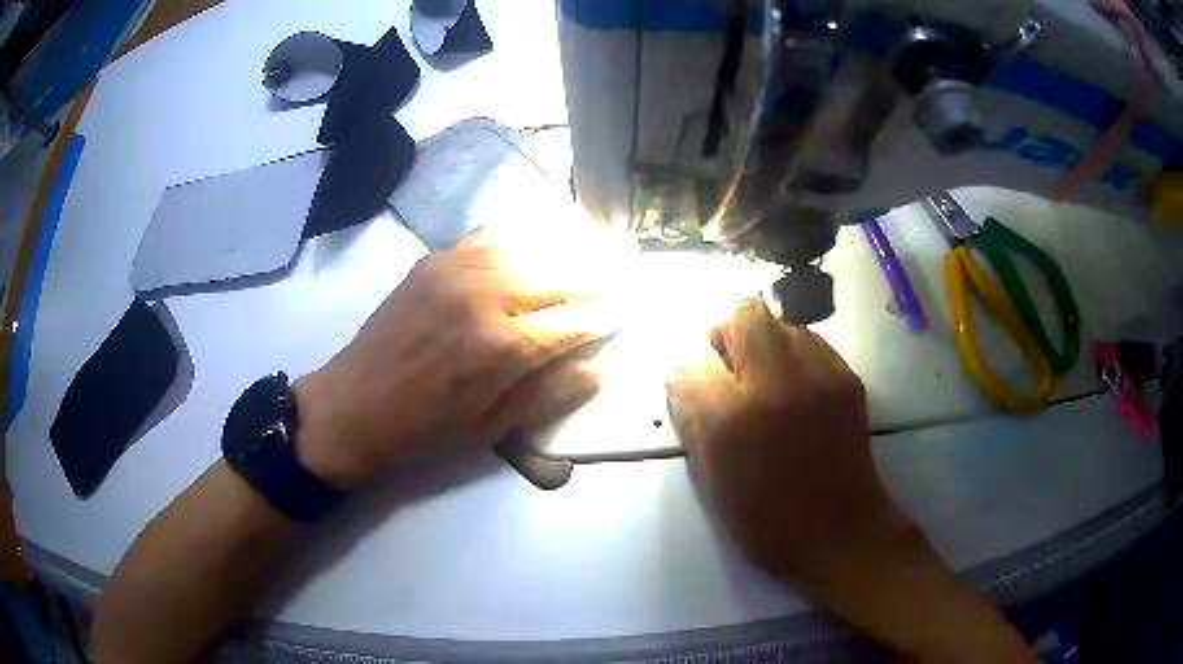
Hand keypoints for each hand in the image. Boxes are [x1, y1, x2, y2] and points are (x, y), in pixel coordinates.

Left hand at [293, 230, 615, 489]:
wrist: (354, 404)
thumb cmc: (424, 428)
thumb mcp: (491, 427)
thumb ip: (549, 393)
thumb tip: (597, 368)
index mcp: (502, 346)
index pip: (573, 320)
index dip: (604, 317)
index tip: (623, 314)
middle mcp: (484, 295)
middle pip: (558, 276)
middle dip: (593, 282)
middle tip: (613, 286)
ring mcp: (456, 269)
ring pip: (528, 248)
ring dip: (563, 255)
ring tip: (584, 263)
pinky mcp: (433, 259)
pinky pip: (488, 236)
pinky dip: (518, 239)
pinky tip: (532, 246)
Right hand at [666, 298, 1035, 661]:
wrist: (853, 543)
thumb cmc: (780, 527)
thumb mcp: (723, 483)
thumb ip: (703, 421)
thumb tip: (693, 375)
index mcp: (751, 415)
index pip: (705, 347)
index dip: (696, 351)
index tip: (697, 366)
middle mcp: (791, 379)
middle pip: (748, 311)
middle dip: (729, 326)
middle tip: (729, 362)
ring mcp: (829, 374)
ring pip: (784, 318)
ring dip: (766, 336)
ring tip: (767, 377)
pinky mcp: (851, 382)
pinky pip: (810, 343)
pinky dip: (795, 353)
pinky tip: (800, 390)